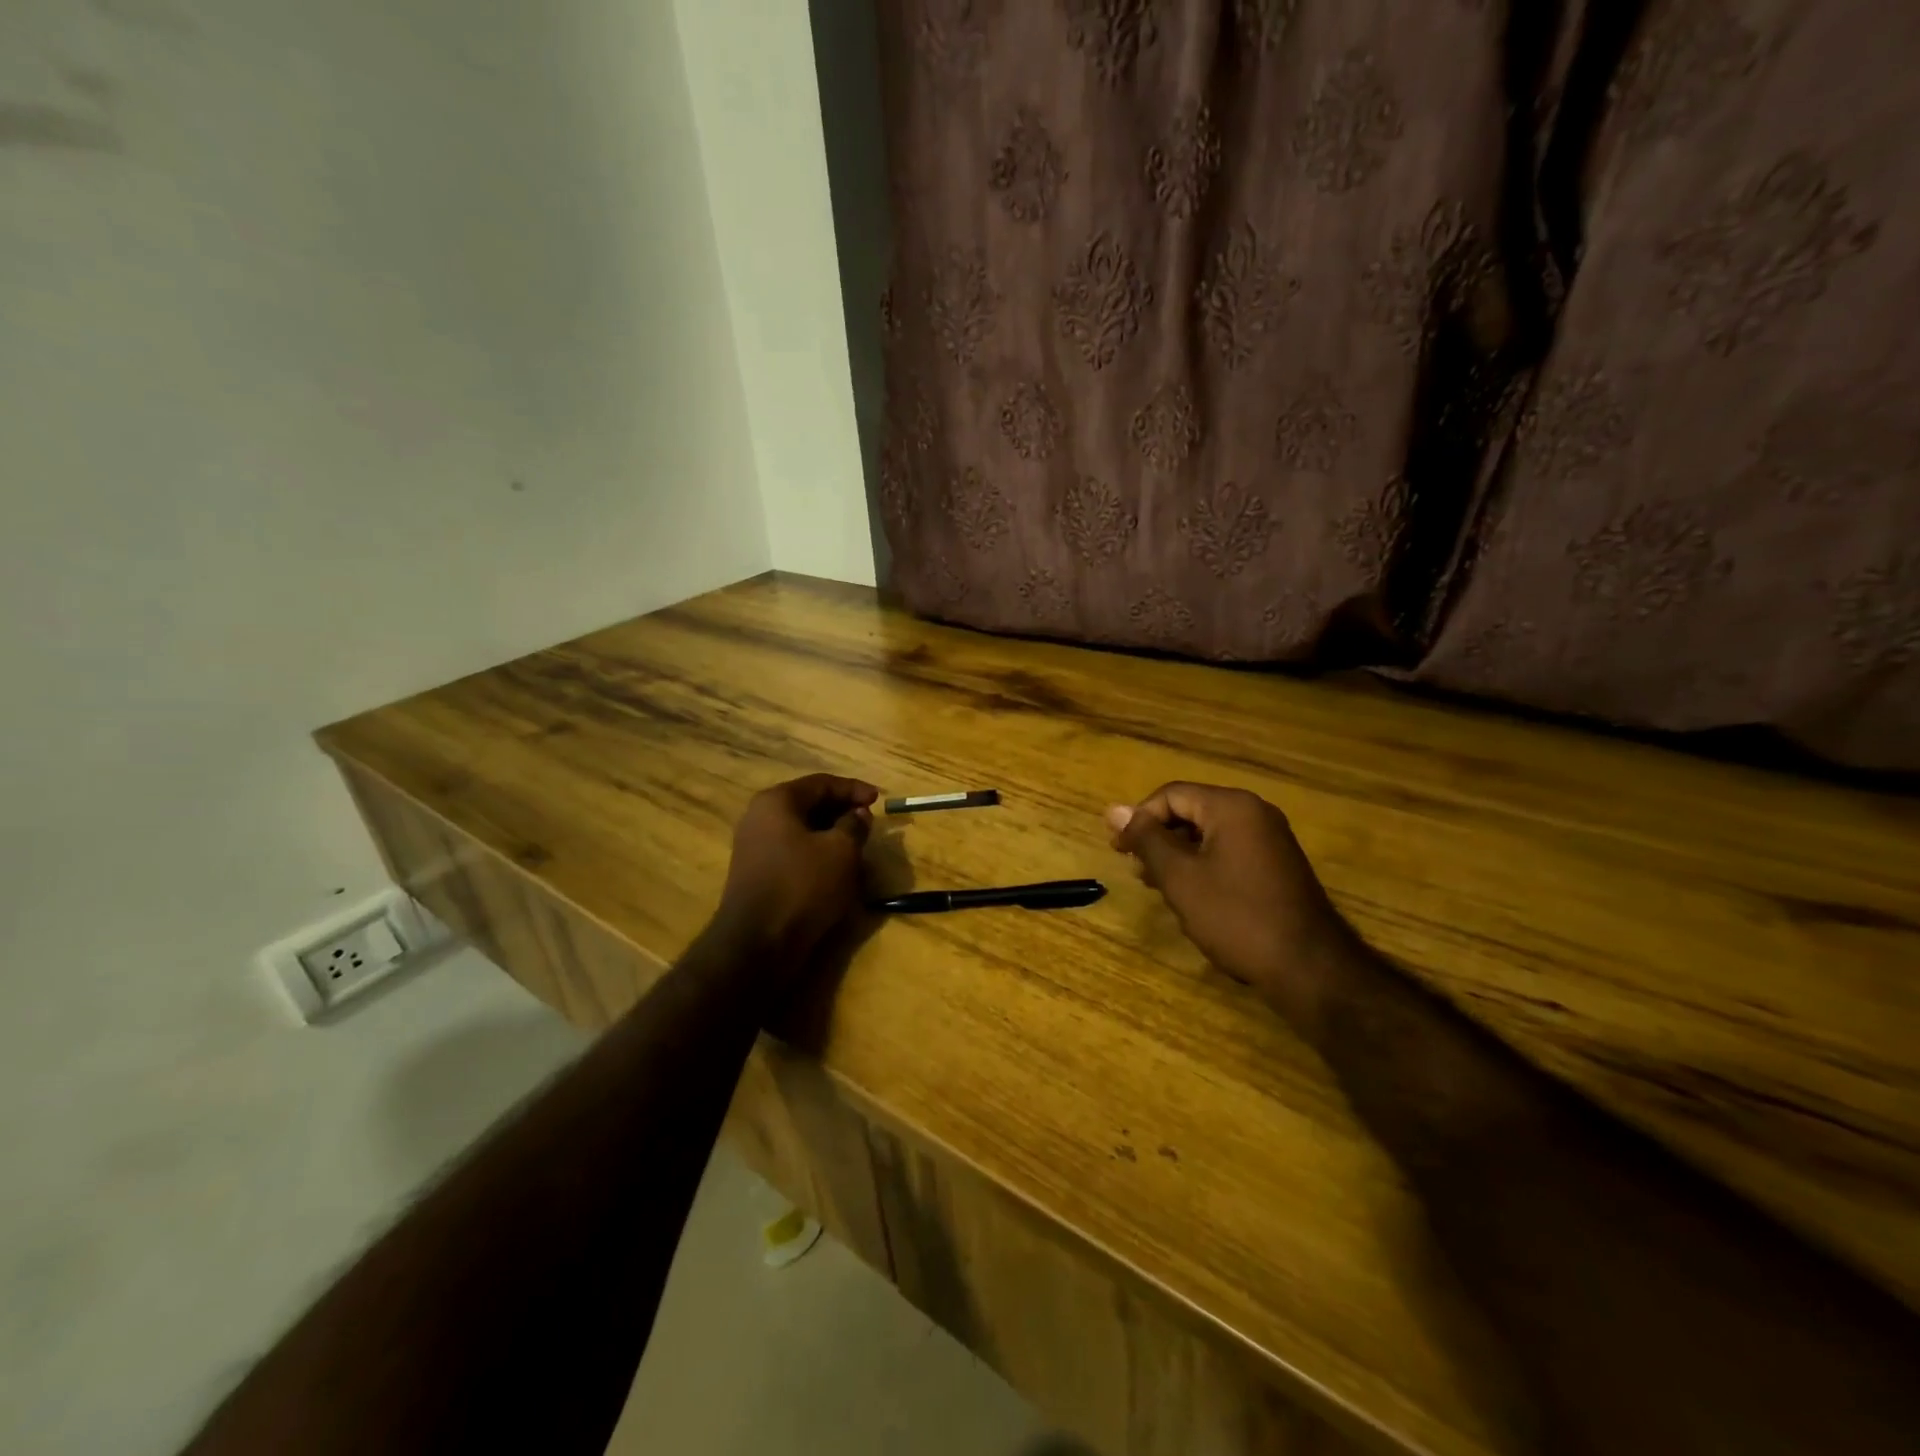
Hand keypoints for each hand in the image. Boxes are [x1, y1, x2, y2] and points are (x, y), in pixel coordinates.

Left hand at [717, 774, 877, 962]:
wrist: (757, 944)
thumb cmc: (802, 886)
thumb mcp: (841, 851)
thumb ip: (854, 825)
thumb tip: (858, 814)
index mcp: (777, 801)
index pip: (821, 783)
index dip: (854, 789)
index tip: (880, 800)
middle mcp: (759, 817)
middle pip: (809, 804)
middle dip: (842, 812)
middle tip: (869, 823)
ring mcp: (754, 847)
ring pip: (802, 830)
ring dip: (831, 835)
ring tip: (858, 847)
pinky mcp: (757, 874)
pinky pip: (793, 852)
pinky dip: (817, 854)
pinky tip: (836, 870)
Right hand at [1108, 782, 1354, 1026]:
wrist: (1309, 967)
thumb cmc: (1236, 916)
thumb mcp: (1180, 877)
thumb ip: (1146, 840)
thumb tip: (1114, 809)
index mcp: (1232, 807)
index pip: (1171, 795)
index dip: (1139, 819)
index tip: (1119, 852)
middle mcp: (1255, 813)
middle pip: (1191, 811)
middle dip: (1158, 838)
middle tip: (1136, 870)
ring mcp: (1270, 839)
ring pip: (1208, 834)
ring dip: (1177, 855)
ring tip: (1156, 885)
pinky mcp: (1277, 865)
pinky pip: (1228, 852)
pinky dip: (1202, 866)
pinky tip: (1190, 895)